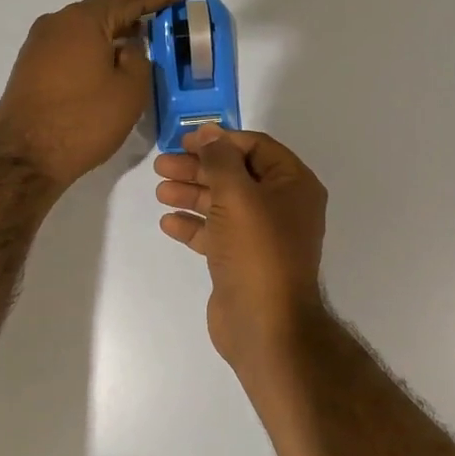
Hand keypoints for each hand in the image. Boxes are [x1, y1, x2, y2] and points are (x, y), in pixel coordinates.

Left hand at [0, 0, 187, 190]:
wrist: (25, 158)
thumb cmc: (84, 121)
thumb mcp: (129, 90)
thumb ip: (139, 60)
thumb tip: (127, 48)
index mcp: (83, 20)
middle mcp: (57, 23)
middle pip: (104, 10)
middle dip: (136, 11)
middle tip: (165, 11)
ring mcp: (39, 45)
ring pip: (87, 29)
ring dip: (115, 31)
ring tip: (142, 35)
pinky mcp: (32, 67)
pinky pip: (73, 46)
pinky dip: (96, 47)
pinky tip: (111, 58)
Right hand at [154, 126, 328, 371]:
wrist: (265, 324)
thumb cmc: (257, 250)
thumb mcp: (237, 195)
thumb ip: (220, 159)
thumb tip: (209, 131)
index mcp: (294, 185)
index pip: (256, 148)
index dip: (220, 141)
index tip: (185, 141)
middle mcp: (282, 207)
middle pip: (236, 175)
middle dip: (199, 169)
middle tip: (162, 166)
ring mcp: (262, 237)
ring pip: (223, 205)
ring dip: (192, 194)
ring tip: (160, 191)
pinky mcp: (242, 261)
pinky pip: (216, 234)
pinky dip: (194, 226)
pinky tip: (168, 223)